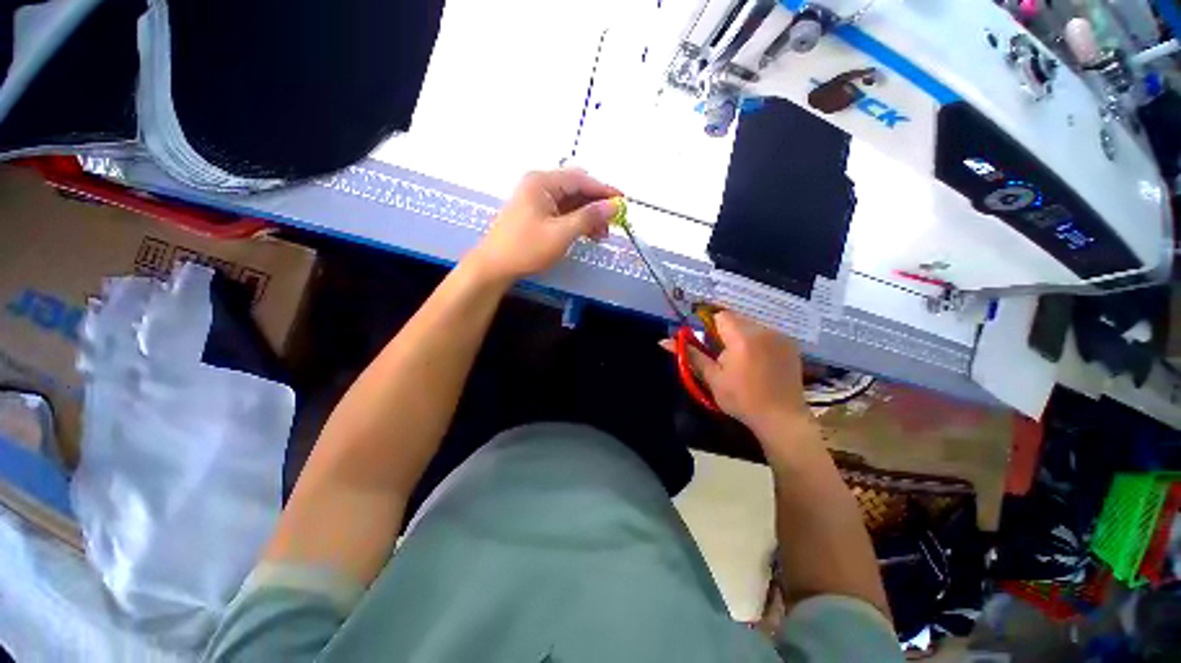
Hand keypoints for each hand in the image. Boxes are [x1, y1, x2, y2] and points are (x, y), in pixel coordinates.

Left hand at [466, 169, 621, 282]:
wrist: (495, 266)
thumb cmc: (526, 248)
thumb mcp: (561, 234)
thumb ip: (589, 217)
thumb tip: (613, 206)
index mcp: (543, 182)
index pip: (581, 179)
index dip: (604, 190)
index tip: (623, 202)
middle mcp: (539, 185)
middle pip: (576, 189)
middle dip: (596, 206)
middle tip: (612, 224)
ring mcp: (536, 199)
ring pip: (571, 202)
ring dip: (587, 216)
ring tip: (601, 235)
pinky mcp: (535, 213)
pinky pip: (562, 212)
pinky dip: (576, 221)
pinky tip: (587, 234)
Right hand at [662, 312, 809, 432]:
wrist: (781, 418)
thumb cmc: (742, 399)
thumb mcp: (712, 377)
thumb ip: (690, 354)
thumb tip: (663, 341)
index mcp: (742, 337)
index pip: (720, 315)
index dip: (710, 327)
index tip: (709, 345)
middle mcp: (763, 330)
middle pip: (736, 319)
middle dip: (726, 333)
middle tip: (724, 357)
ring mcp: (780, 336)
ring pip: (751, 326)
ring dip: (742, 337)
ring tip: (743, 362)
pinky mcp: (790, 344)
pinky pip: (767, 334)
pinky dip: (758, 342)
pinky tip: (759, 362)